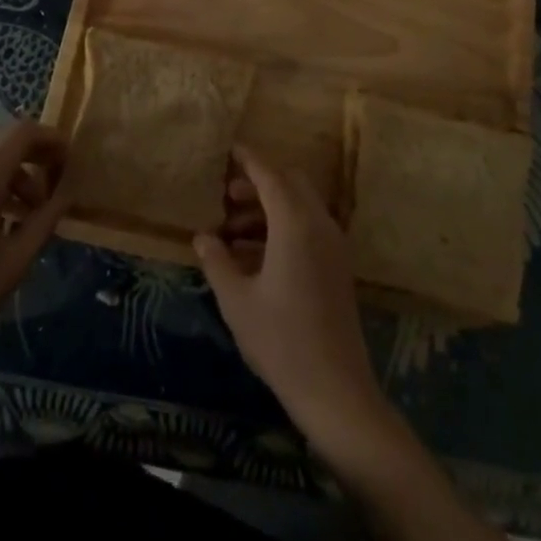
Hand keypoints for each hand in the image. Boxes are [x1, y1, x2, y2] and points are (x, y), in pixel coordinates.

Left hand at [0, 119, 70, 379]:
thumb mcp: (14, 262)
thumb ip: (45, 219)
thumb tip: (67, 193)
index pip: (22, 133)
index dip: (51, 139)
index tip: (71, 161)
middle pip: (3, 142)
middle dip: (34, 157)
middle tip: (55, 187)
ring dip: (12, 174)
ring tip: (30, 213)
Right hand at [194, 146, 395, 454]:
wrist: (335, 390)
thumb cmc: (280, 341)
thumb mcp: (237, 301)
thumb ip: (217, 261)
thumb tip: (203, 236)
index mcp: (295, 224)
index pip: (271, 176)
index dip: (249, 159)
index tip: (229, 149)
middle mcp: (319, 225)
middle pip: (290, 184)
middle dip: (258, 183)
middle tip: (226, 197)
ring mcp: (333, 246)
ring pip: (300, 207)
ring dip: (268, 209)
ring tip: (230, 233)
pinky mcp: (337, 267)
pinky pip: (308, 229)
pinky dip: (282, 228)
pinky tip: (252, 257)